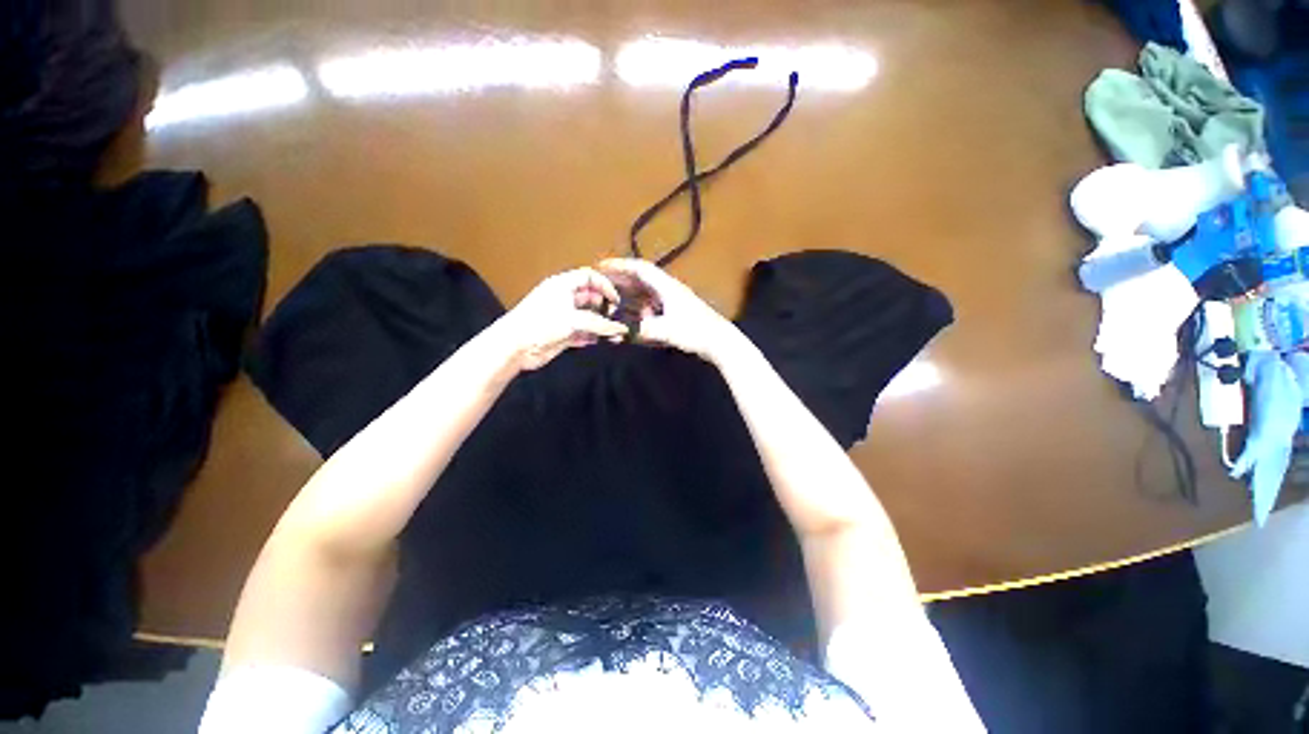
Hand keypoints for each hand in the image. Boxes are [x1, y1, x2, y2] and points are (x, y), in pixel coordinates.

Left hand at [498, 267, 628, 370]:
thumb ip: (600, 324)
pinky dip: (592, 337)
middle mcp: (564, 299)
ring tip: (614, 334)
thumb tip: (621, 329)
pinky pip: (583, 334)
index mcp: (563, 285)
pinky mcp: (562, 334)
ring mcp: (563, 317)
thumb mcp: (574, 319)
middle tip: (616, 317)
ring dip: (601, 325)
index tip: (616, 300)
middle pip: (590, 298)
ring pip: (588, 318)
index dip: (604, 286)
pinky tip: (601, 342)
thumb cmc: (541, 324)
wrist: (515, 346)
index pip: (589, 277)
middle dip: (604, 307)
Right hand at [598, 258, 739, 361]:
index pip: (641, 270)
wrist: (720, 340)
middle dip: (622, 279)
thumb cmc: (696, 332)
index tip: (602, 265)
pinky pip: (653, 303)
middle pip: (642, 279)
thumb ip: (644, 330)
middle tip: (602, 282)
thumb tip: (622, 331)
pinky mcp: (677, 311)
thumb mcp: (668, 331)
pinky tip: (634, 314)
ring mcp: (674, 300)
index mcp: (667, 287)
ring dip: (631, 293)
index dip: (621, 266)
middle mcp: (669, 290)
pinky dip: (640, 305)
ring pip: (647, 291)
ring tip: (613, 298)